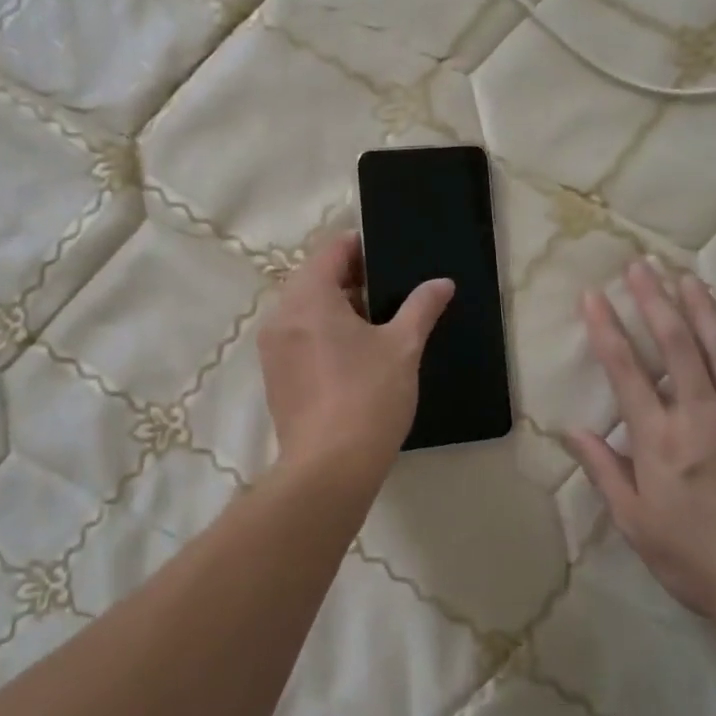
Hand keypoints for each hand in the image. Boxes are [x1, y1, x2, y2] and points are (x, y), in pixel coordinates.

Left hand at [257, 231, 453, 485]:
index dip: (361, 247)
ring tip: (377, 325)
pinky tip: (354, 356)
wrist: (329, 468)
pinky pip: (298, 337)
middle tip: (390, 293)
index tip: (390, 258)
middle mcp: (281, 315)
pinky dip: (322, 333)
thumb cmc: (368, 396)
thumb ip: (422, 307)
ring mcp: (273, 348)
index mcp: (308, 297)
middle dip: (351, 279)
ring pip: (306, 309)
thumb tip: (442, 283)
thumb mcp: (403, 346)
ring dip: (338, 307)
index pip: (330, 250)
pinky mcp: (274, 376)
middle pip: (315, 278)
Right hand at [566, 261, 715, 641]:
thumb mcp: (636, 524)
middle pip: (676, 345)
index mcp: (660, 439)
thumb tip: (572, 430)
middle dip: (655, 300)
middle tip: (641, 265)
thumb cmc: (698, 561)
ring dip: (704, 311)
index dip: (606, 328)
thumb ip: (605, 471)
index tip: (592, 295)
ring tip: (688, 278)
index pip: (625, 370)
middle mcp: (702, 416)